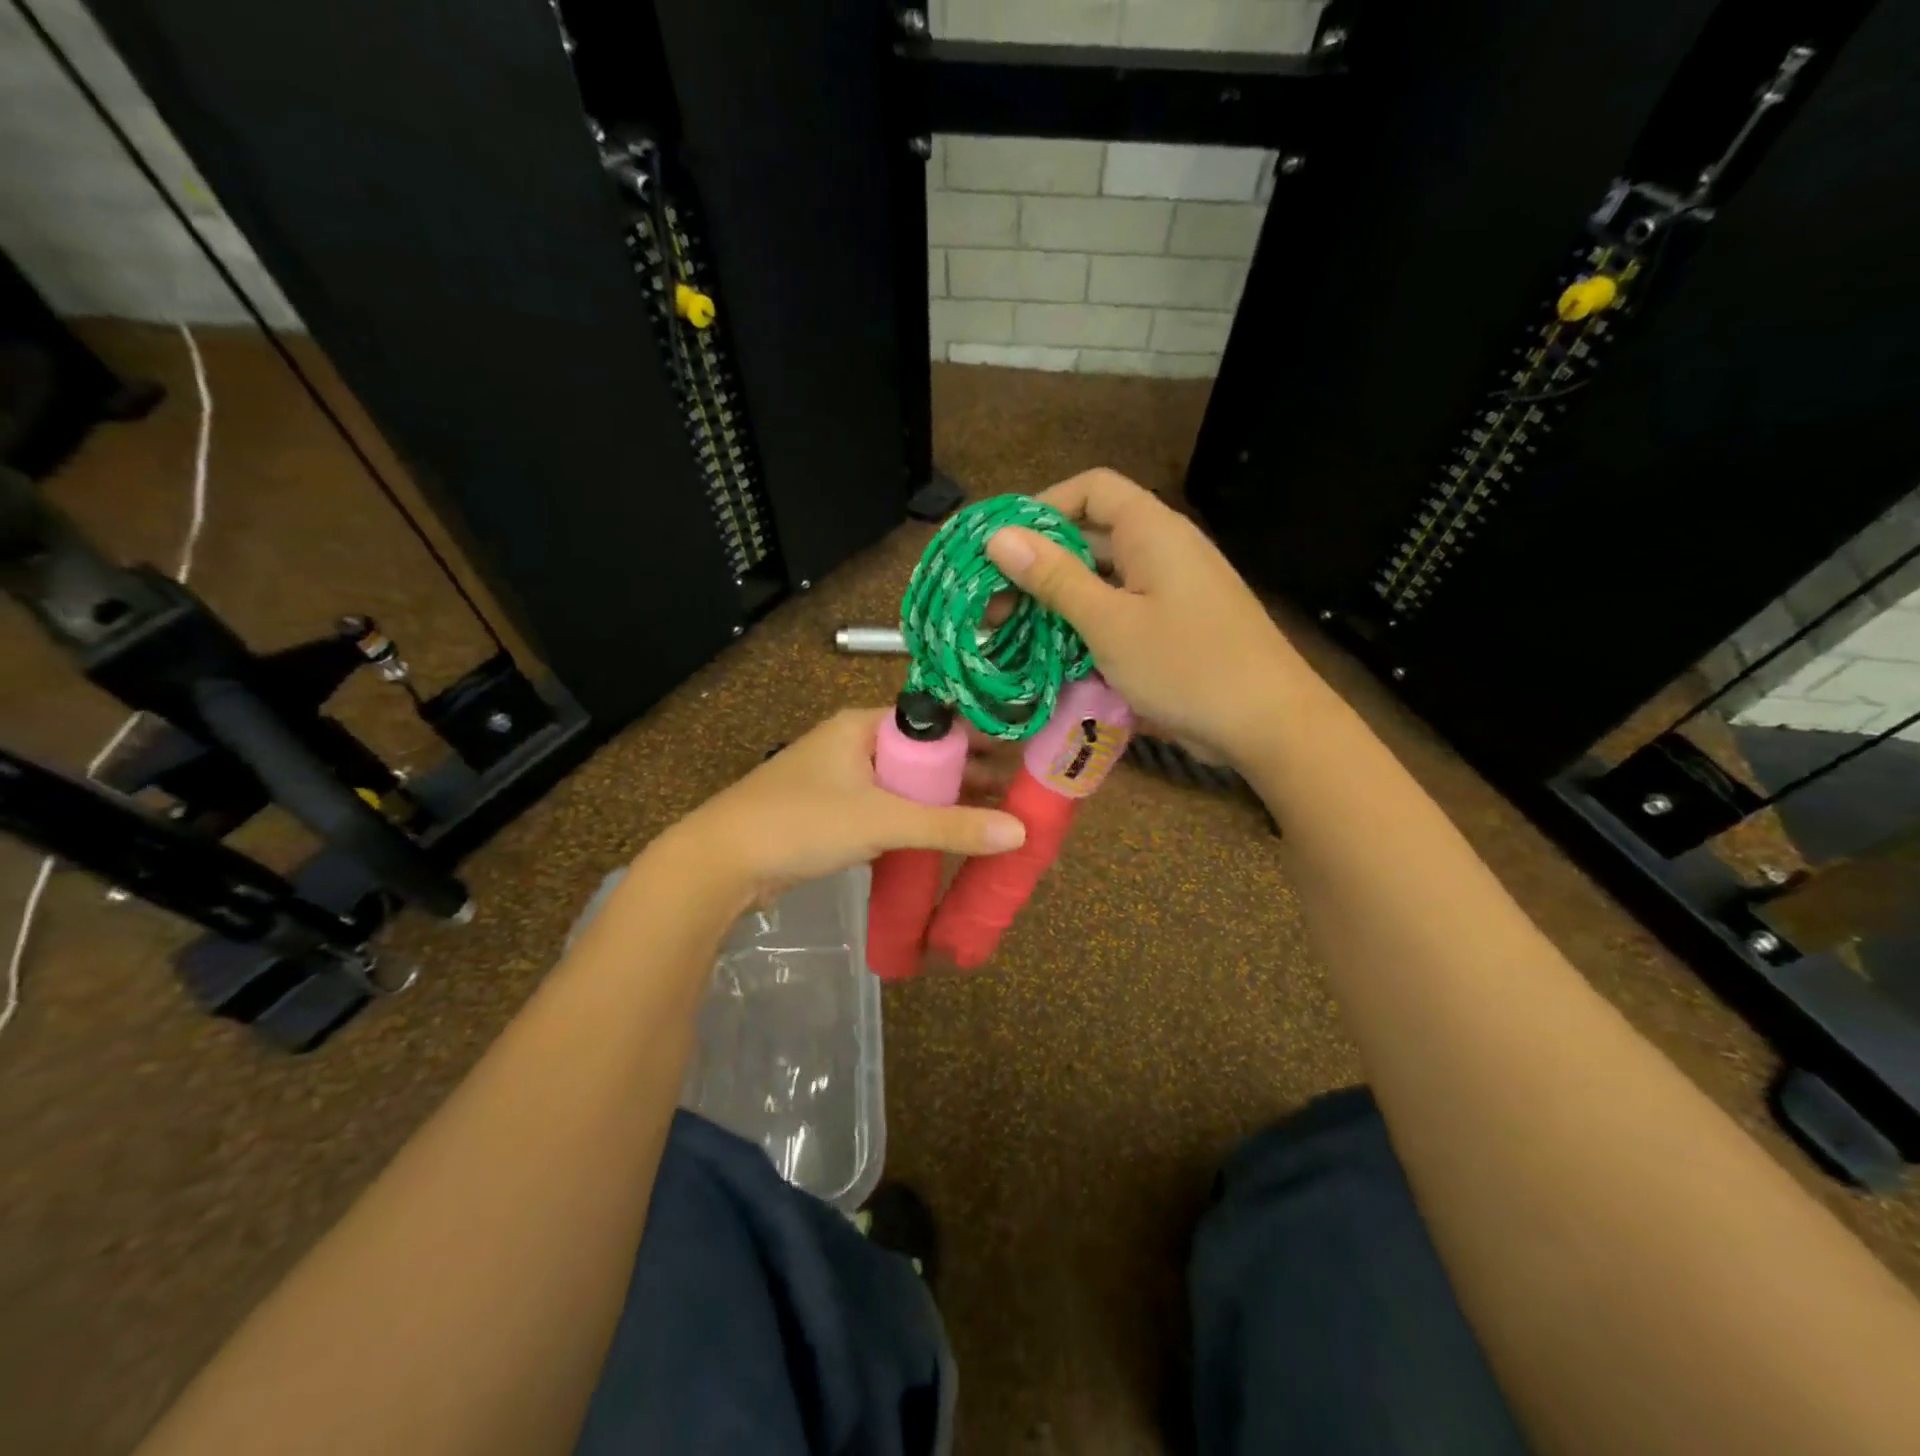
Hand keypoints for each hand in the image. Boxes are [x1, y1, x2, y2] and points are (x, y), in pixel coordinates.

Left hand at [654, 708, 1025, 909]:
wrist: (721, 863)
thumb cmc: (801, 823)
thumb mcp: (881, 821)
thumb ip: (949, 827)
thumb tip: (1019, 832)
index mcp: (864, 725)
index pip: (936, 721)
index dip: (979, 738)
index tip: (1022, 757)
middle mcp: (856, 743)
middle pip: (925, 754)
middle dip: (969, 773)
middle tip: (1018, 793)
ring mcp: (844, 778)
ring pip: (908, 784)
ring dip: (946, 800)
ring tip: (996, 816)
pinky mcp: (836, 812)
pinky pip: (890, 808)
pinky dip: (919, 819)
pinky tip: (948, 835)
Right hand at [984, 469, 1299, 767]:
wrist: (1269, 724)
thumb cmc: (1187, 665)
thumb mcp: (1110, 623)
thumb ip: (1054, 578)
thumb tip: (999, 537)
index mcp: (1152, 530)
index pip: (1091, 488)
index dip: (1043, 508)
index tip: (1003, 547)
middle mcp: (1163, 549)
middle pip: (1091, 536)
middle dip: (1040, 565)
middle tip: (992, 604)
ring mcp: (1171, 590)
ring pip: (1103, 580)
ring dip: (1059, 602)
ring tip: (1014, 634)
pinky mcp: (1175, 627)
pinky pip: (1121, 612)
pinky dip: (1087, 627)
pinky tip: (1057, 658)